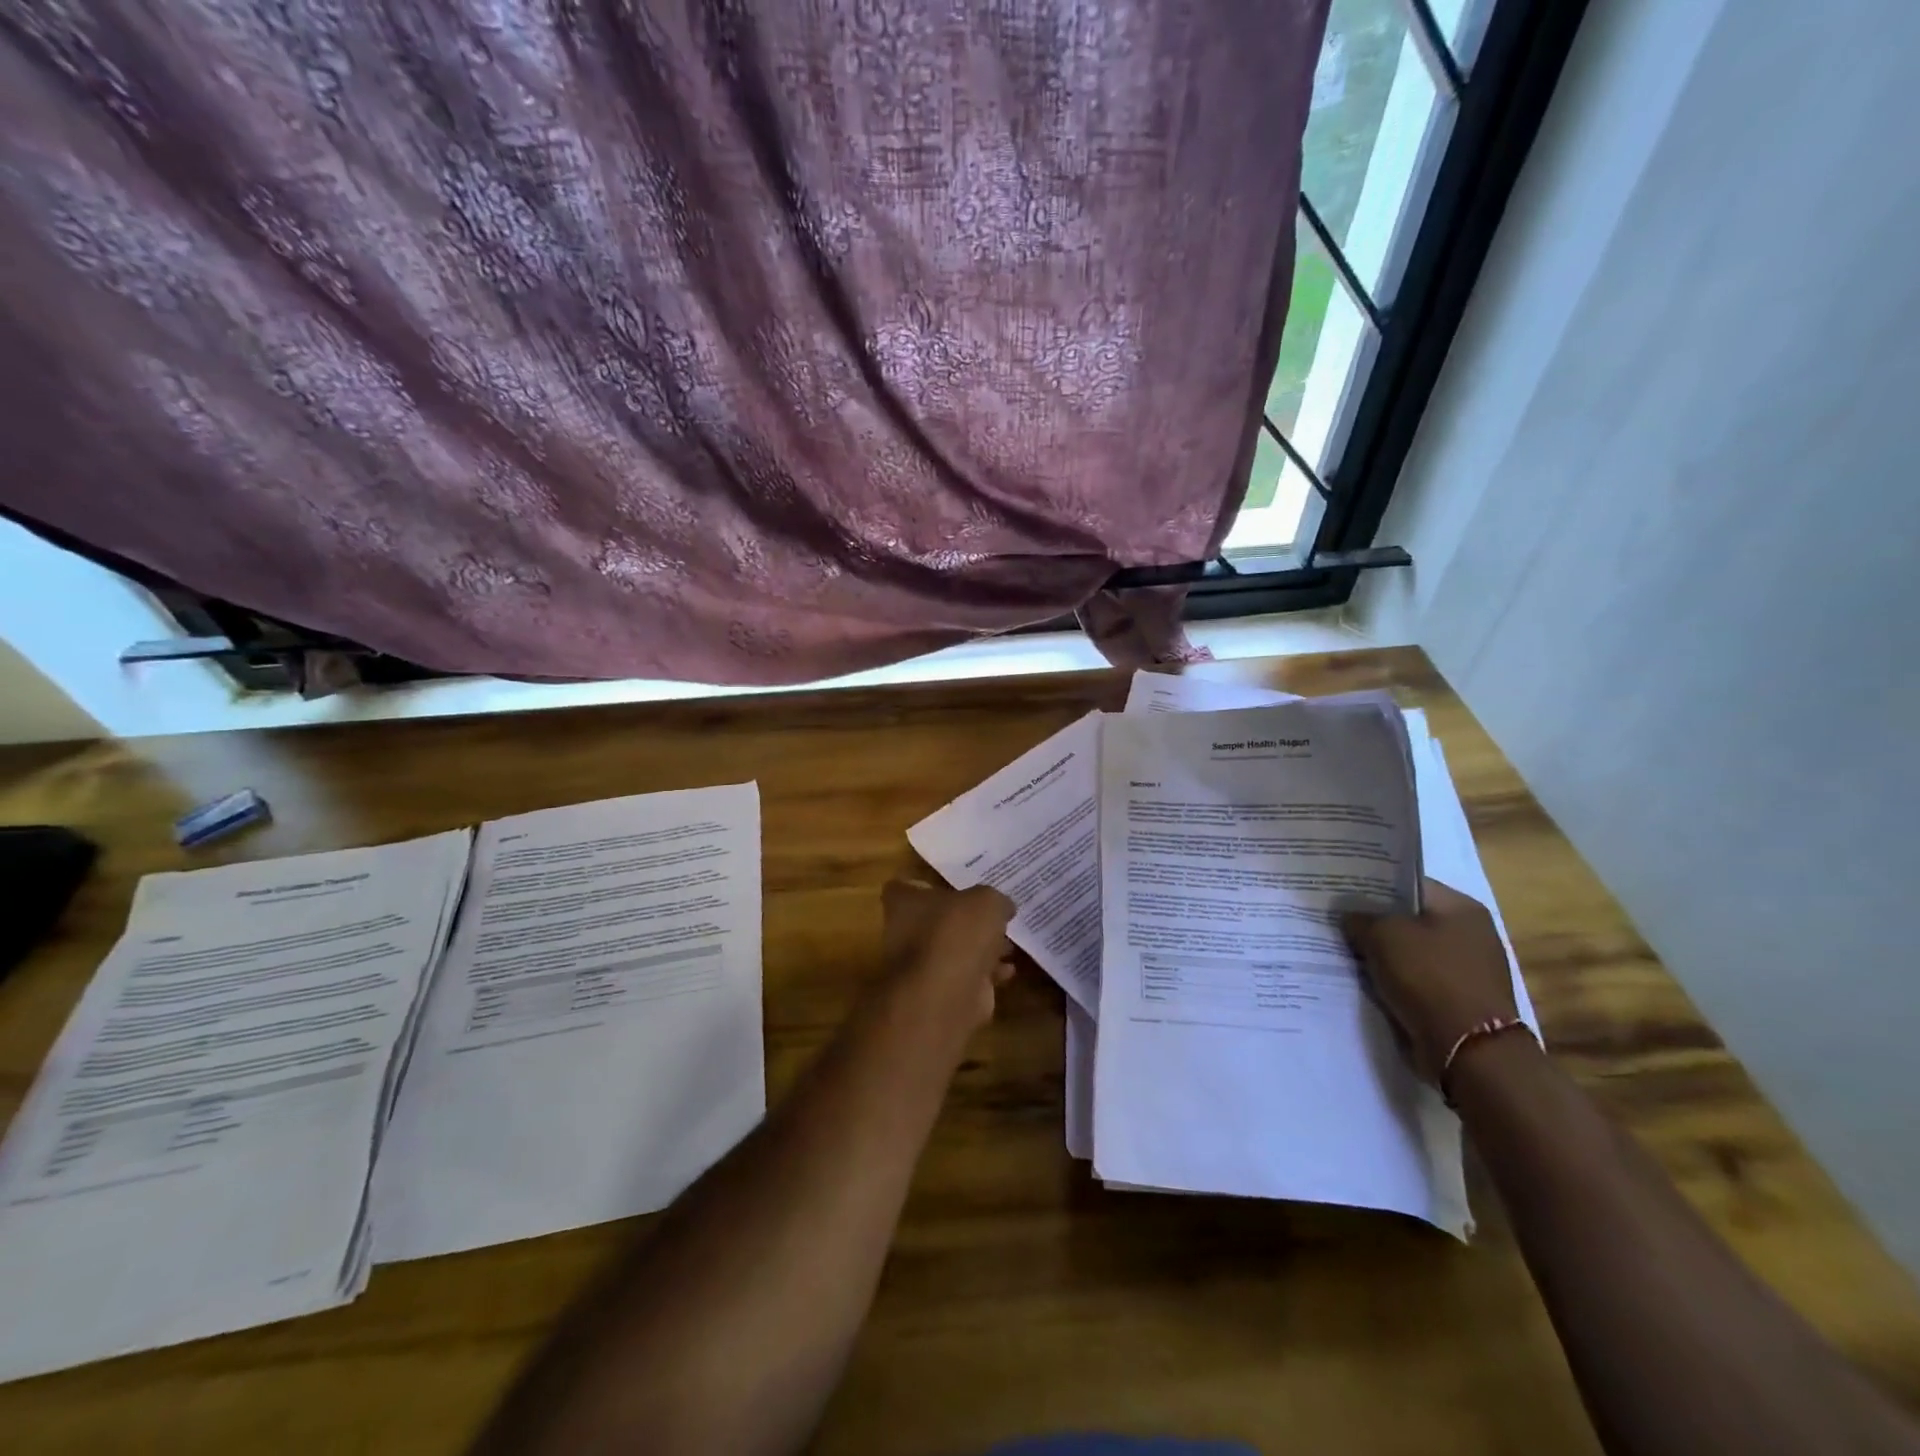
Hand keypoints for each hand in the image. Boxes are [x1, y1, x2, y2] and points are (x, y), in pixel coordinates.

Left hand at [881, 879, 1016, 1029]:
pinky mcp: (940, 993)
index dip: (927, 885)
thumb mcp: (987, 901)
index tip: (954, 885)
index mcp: (905, 903)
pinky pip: (966, 976)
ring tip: (1009, 944)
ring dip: (980, 949)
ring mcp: (921, 966)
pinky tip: (1008, 971)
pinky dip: (986, 974)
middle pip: (936, 920)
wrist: (948, 994)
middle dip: (965, 920)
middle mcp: (905, 933)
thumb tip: (1003, 907)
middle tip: (993, 915)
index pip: (905, 887)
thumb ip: (995, 900)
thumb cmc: (957, 933)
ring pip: (953, 950)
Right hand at [1342, 878, 1518, 1084]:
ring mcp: (1464, 969)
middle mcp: (1469, 933)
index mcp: (1461, 908)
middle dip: (1372, 921)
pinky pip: (1413, 979)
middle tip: (1333, 918)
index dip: (1370, 884)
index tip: (1338, 889)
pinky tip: (1362, 979)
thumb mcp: (1383, 936)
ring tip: (1340, 949)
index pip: (1407, 883)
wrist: (1469, 1051)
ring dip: (1379, 953)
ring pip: (1408, 951)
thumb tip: (1347, 913)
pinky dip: (1391, 979)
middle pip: (1408, 918)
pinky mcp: (1455, 999)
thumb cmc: (1430, 978)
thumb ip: (1359, 917)